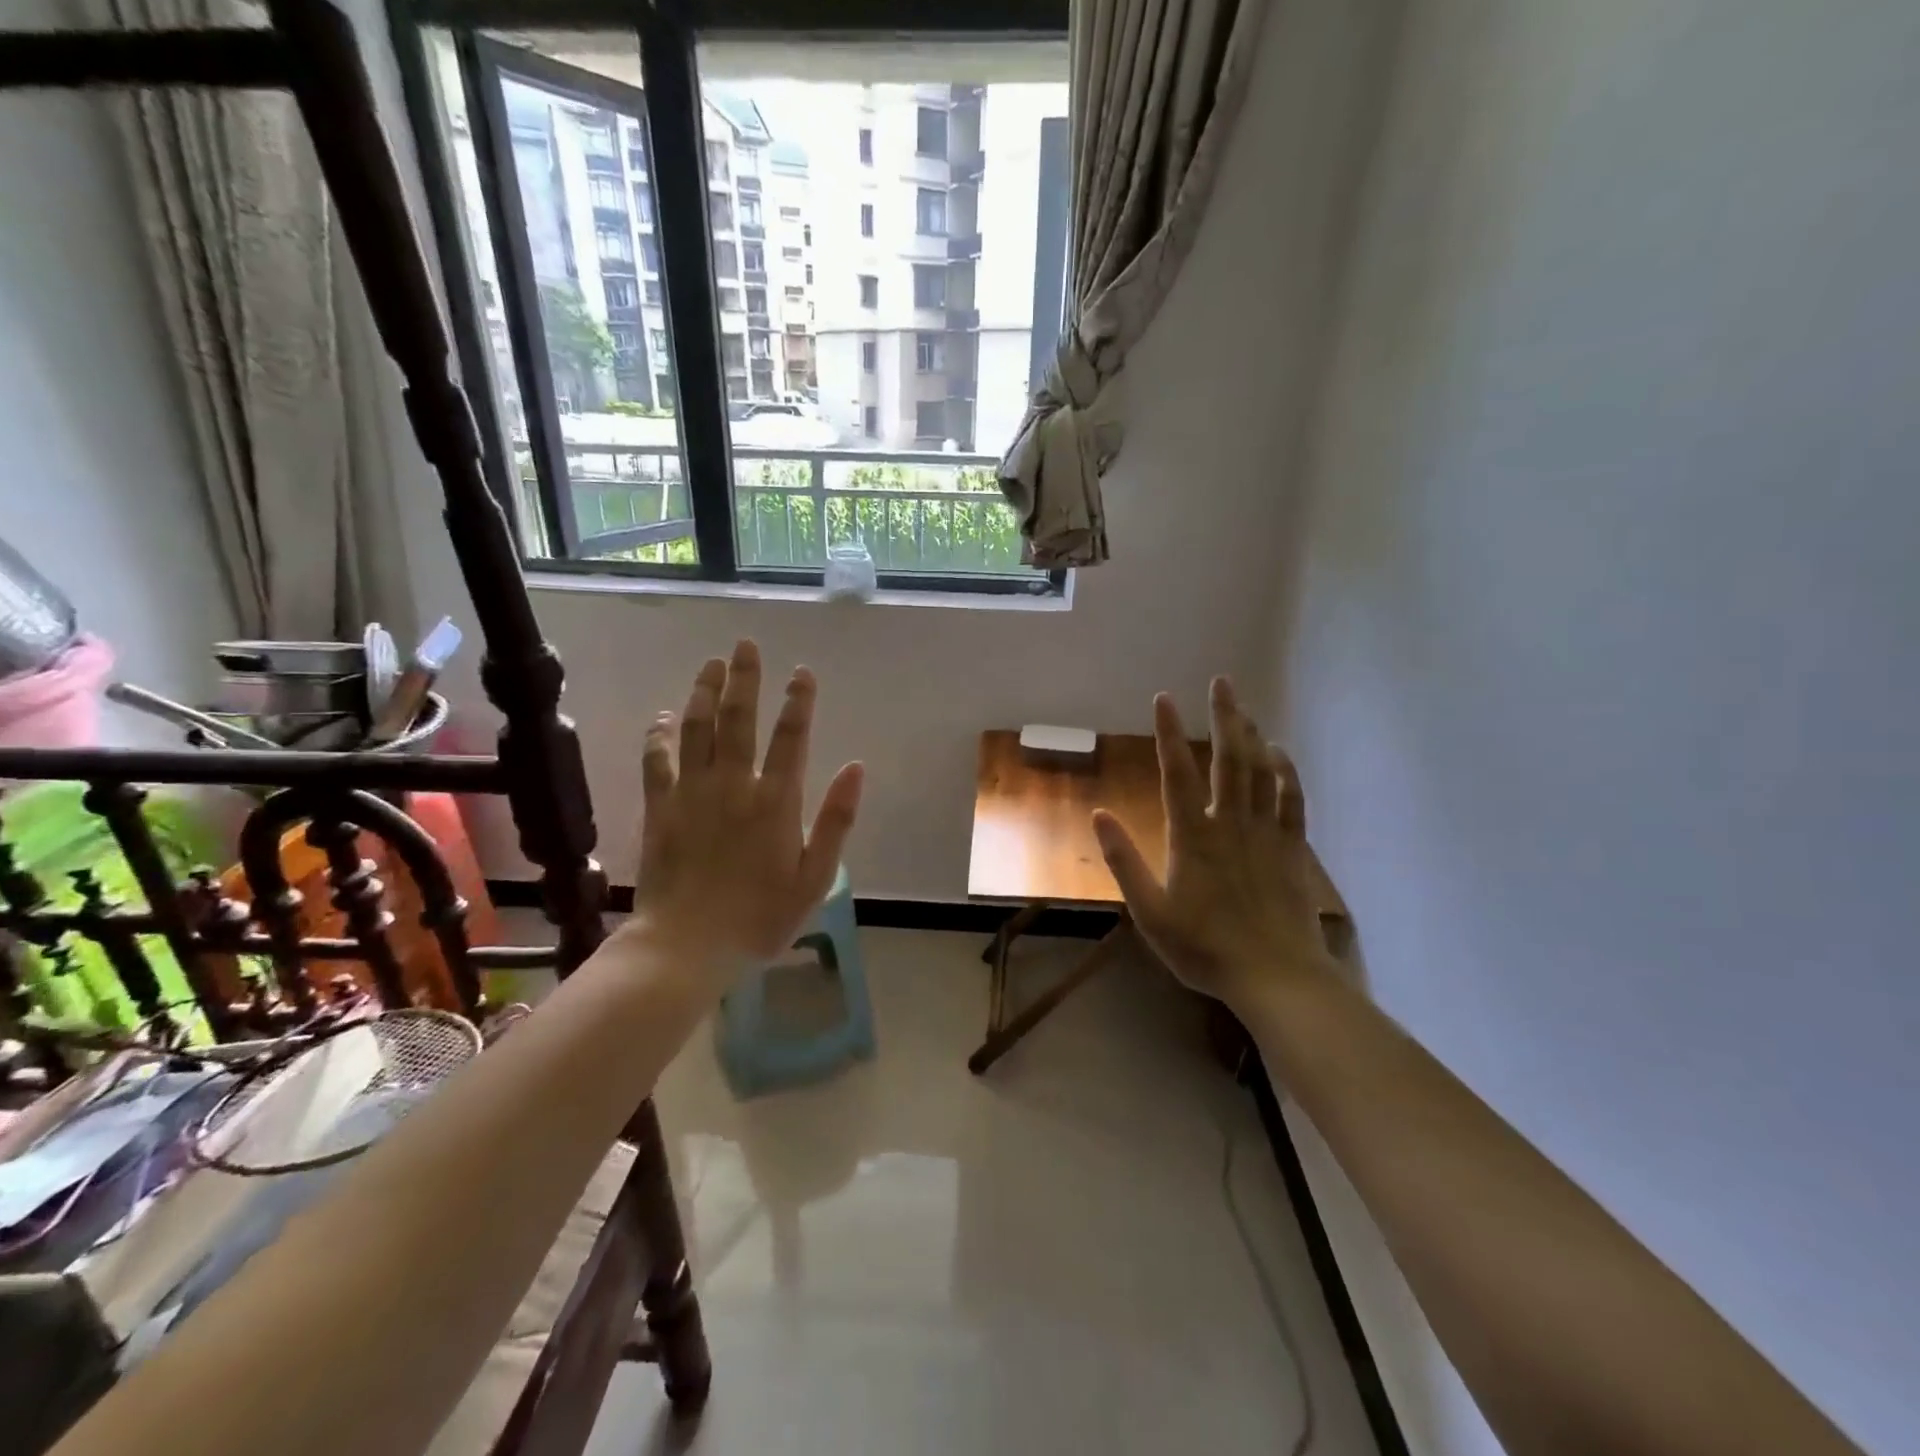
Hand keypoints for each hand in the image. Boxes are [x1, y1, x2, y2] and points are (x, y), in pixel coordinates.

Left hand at [622, 640, 863, 974]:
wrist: (687, 947)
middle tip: (746, 645)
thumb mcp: (815, 877)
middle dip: (746, 679)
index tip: (802, 672)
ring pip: (697, 729)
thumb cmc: (760, 917)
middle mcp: (733, 785)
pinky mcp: (661, 808)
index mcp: (776, 801)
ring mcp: (692, 794)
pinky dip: (659, 735)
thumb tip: (856, 768)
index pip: (791, 737)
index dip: (798, 701)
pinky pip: (657, 761)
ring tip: (712, 665)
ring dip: (704, 693)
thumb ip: (836, 820)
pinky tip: (663, 716)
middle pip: (739, 720)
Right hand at [1092, 679, 1334, 1007]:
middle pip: (1228, 759)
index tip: (1163, 698)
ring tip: (1243, 708)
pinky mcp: (1291, 849)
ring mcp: (1266, 833)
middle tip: (1222, 681)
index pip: (1176, 773)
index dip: (1168, 733)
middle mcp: (1230, 823)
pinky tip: (1279, 753)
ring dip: (1252, 735)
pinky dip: (1286, 771)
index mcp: (1192, 836)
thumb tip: (1098, 815)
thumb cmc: (1204, 948)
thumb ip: (1124, 862)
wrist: (1275, 976)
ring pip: (1261, 772)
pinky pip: (1291, 799)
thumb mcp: (1150, 912)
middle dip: (1224, 716)